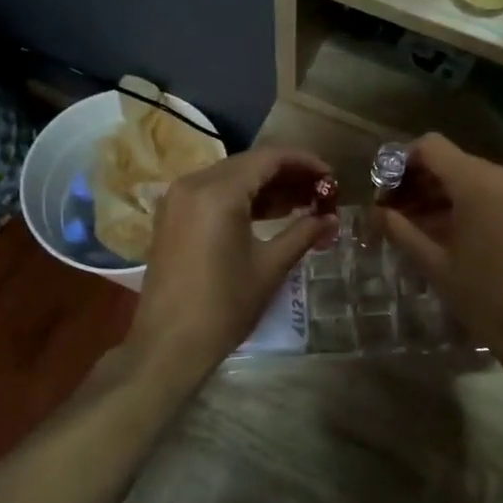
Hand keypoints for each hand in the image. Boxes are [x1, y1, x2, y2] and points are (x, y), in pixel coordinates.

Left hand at [128, 147, 338, 379]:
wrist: (169, 345)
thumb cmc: (224, 305)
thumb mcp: (270, 267)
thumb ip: (303, 234)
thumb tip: (333, 219)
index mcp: (219, 192)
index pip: (270, 157)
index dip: (305, 162)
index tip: (331, 177)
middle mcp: (194, 183)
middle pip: (250, 163)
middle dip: (288, 174)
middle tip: (321, 192)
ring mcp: (178, 199)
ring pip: (232, 177)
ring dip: (267, 186)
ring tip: (303, 203)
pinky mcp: (172, 216)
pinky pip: (213, 193)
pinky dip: (243, 198)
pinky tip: (269, 214)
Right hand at [381, 133, 502, 362]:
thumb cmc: (483, 295)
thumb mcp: (434, 263)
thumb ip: (400, 229)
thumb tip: (375, 212)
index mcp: (477, 183)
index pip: (431, 147)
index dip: (402, 162)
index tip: (385, 190)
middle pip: (452, 161)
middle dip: (420, 182)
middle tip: (394, 212)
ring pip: (473, 178)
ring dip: (442, 195)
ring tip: (417, 226)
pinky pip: (494, 194)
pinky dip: (468, 204)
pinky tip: (451, 234)